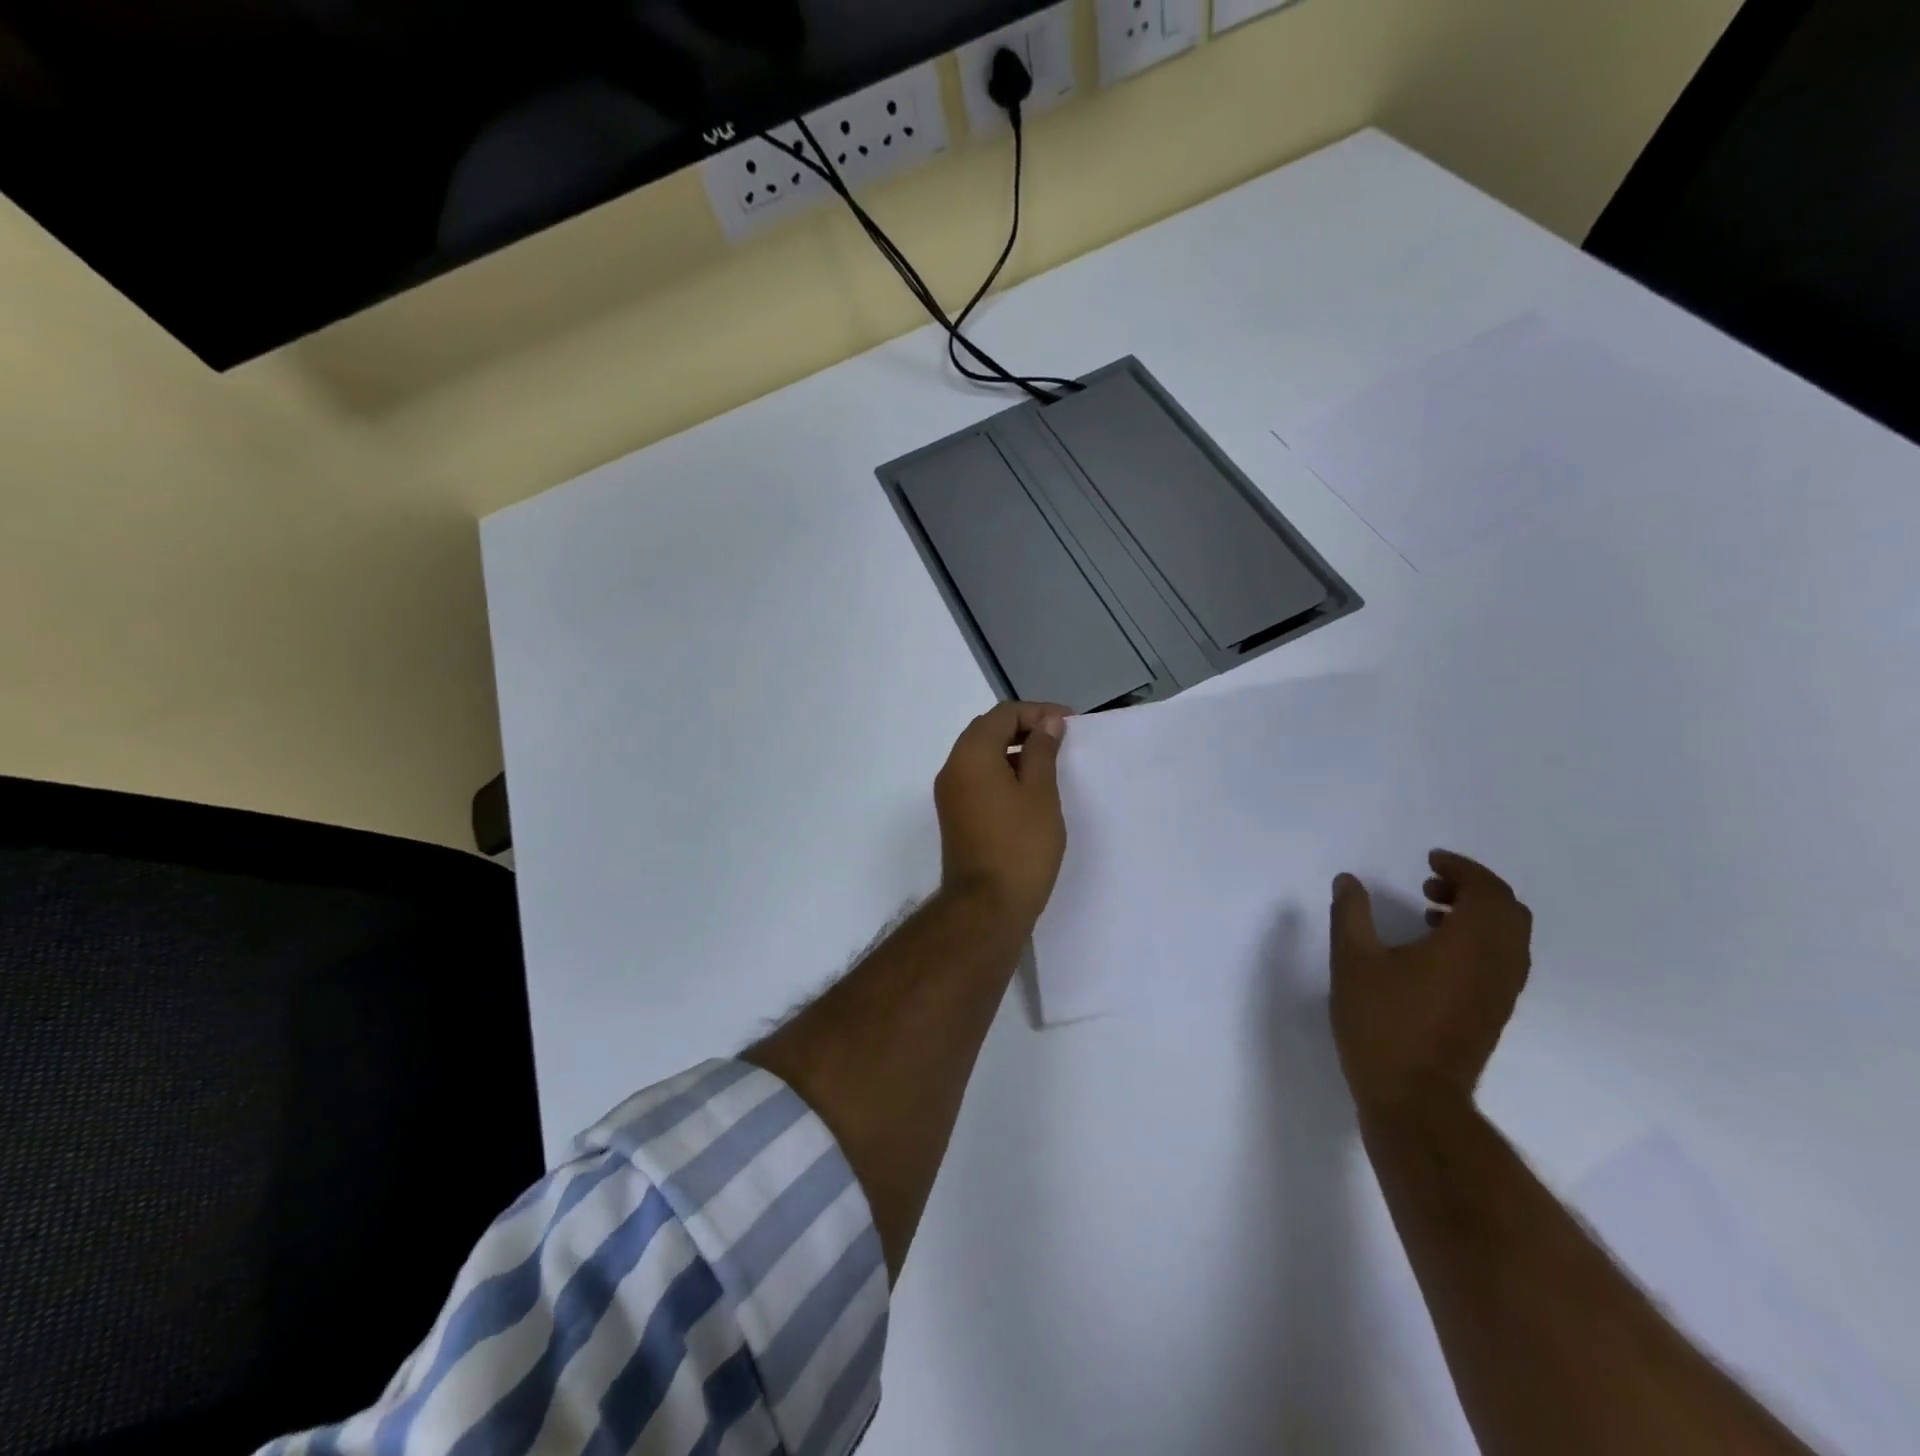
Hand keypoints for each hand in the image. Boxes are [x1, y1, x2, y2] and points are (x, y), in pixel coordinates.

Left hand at [933, 702, 1069, 930]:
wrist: (986, 908)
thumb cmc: (1020, 847)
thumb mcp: (1040, 793)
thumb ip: (1042, 751)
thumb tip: (1047, 722)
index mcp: (971, 755)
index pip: (1002, 714)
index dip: (1038, 711)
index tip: (1070, 723)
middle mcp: (952, 768)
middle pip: (987, 731)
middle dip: (1024, 727)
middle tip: (1061, 738)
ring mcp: (950, 794)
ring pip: (981, 755)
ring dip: (1013, 750)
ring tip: (1049, 762)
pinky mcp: (955, 815)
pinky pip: (978, 778)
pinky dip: (1002, 772)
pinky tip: (1029, 788)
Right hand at [1329, 851, 1531, 1120]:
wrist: (1414, 1097)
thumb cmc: (1382, 1023)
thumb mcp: (1353, 961)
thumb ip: (1350, 914)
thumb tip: (1349, 880)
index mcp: (1470, 944)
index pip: (1487, 890)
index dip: (1462, 868)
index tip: (1429, 860)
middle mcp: (1498, 964)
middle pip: (1508, 910)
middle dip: (1473, 887)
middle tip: (1430, 883)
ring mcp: (1501, 991)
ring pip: (1509, 936)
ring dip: (1477, 913)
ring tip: (1430, 912)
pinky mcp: (1494, 1012)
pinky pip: (1502, 959)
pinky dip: (1478, 939)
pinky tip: (1434, 951)